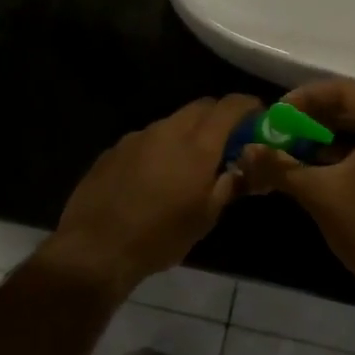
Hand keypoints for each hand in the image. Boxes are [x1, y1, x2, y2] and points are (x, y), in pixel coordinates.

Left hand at [38, 94, 262, 298]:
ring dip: (188, 133)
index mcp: (197, 146)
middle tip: (228, 142)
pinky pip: (146, 139)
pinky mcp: (113, 150)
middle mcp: (167, 131)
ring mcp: (136, 137)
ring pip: (172, 122)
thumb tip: (242, 170)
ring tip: (189, 164)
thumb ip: (228, 186)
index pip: (230, 106)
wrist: (95, 248)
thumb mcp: (205, 218)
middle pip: (200, 107)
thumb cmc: (160, 237)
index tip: (258, 117)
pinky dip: (160, 148)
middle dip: (218, 117)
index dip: (248, 106)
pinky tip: (154, 177)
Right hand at [239, 80, 354, 305]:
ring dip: (328, 133)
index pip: (345, 90)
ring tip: (295, 146)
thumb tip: (246, 151)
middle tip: (283, 129)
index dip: (306, 97)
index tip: (278, 115)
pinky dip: (346, 149)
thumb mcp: (318, 193)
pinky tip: (317, 163)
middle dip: (314, 116)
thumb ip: (281, 166)